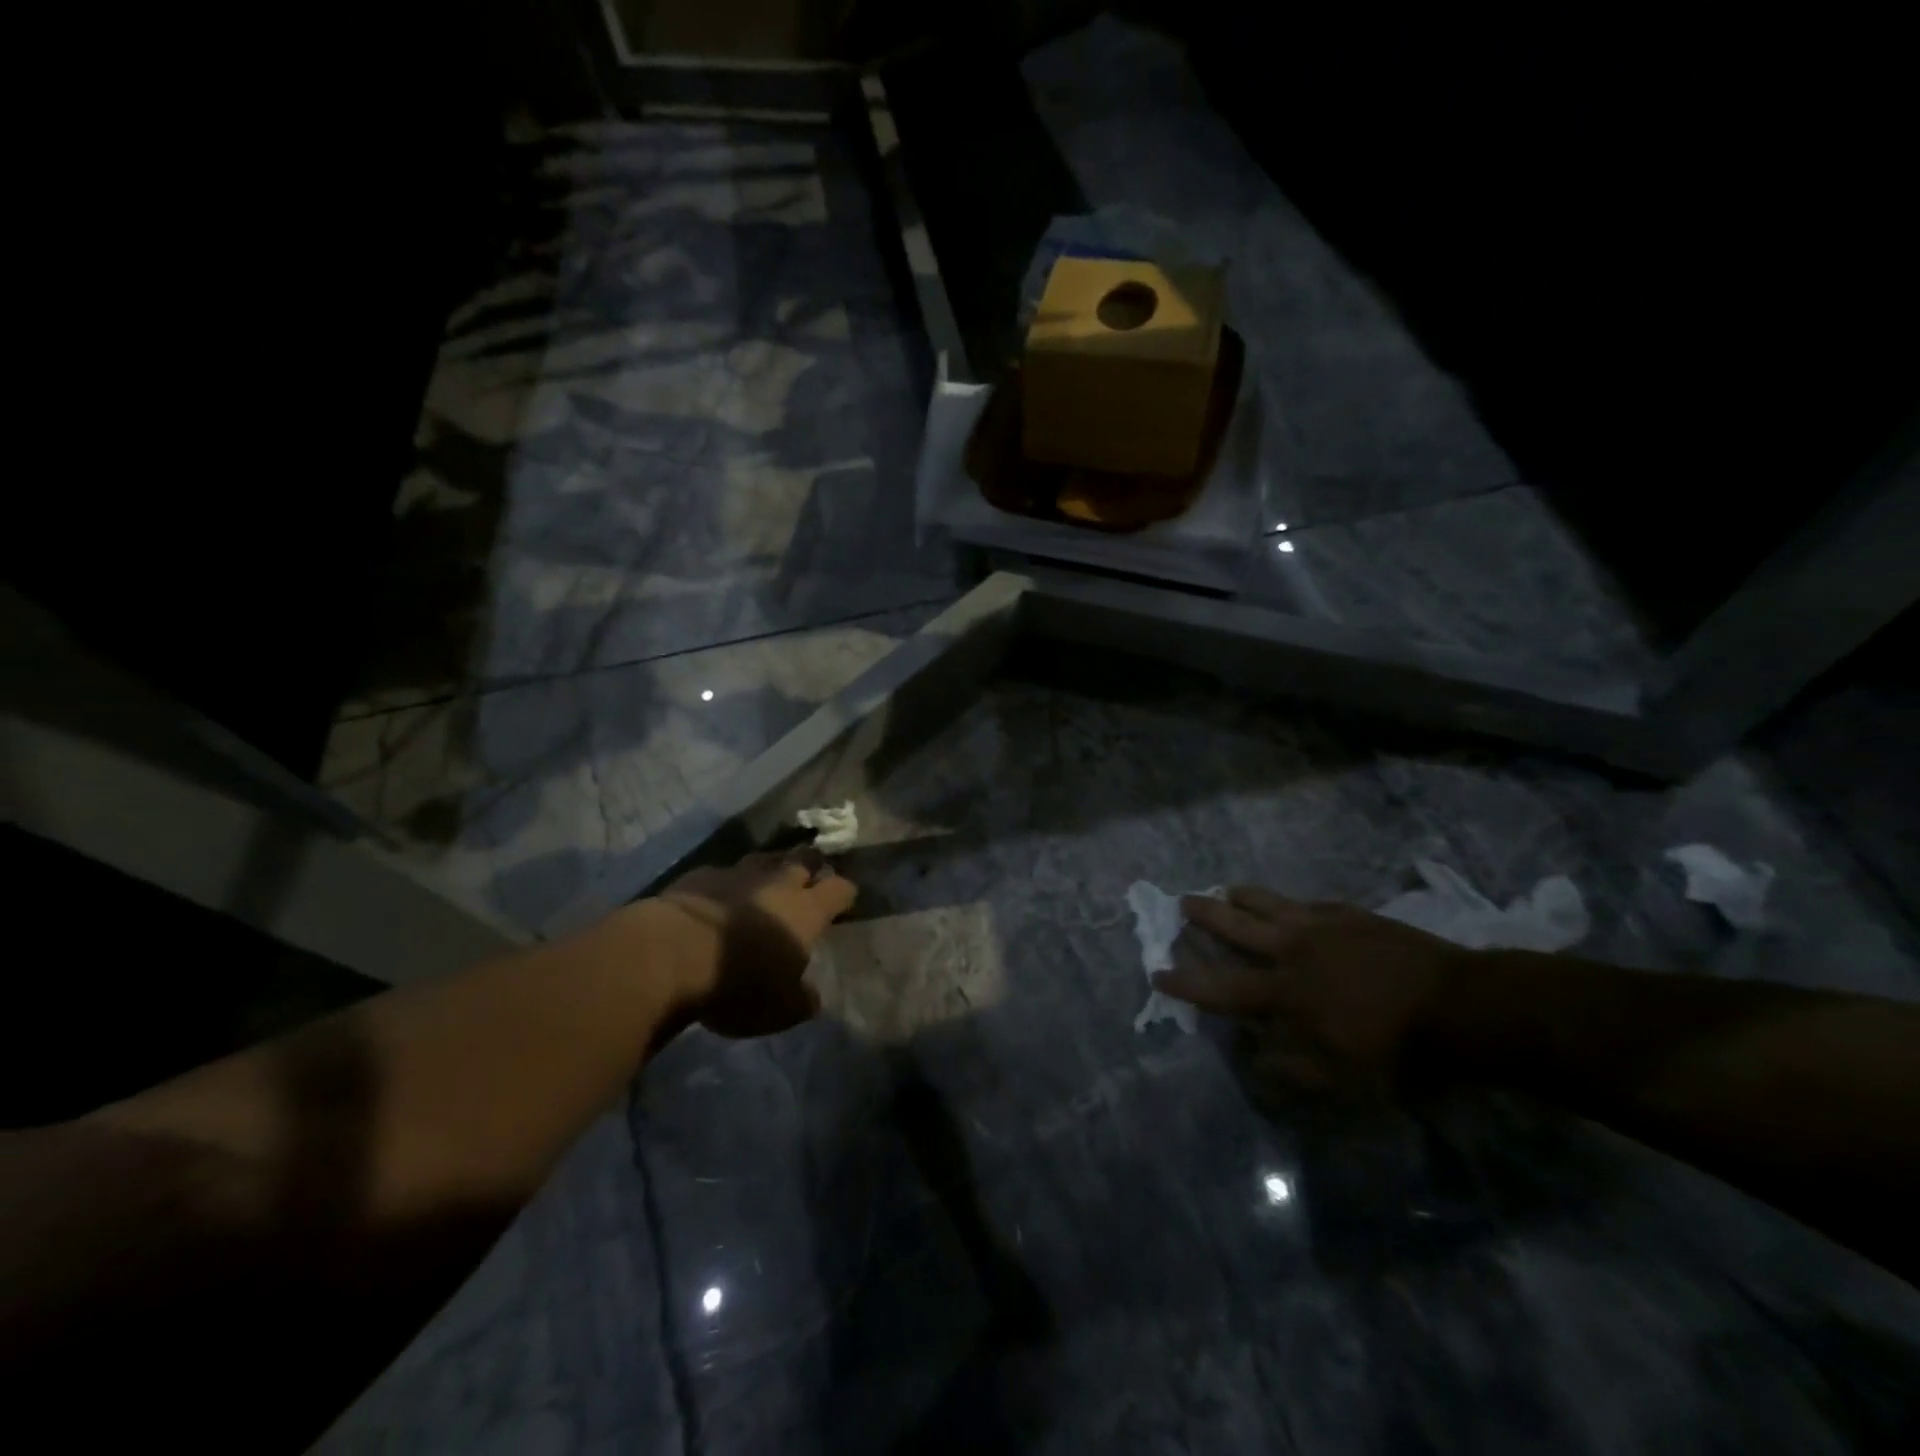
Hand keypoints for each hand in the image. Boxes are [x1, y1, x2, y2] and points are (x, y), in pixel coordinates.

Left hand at [650, 854, 857, 1036]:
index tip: (845, 901)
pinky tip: (718, 897)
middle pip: (804, 860)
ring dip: (770, 868)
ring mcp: (736, 874)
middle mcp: (777, 883)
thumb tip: (811, 995)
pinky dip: (726, 883)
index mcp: (806, 912)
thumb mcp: (780, 1010)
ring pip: (763, 859)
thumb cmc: (737, 984)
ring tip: (767, 881)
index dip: (845, 894)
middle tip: (810, 879)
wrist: (669, 955)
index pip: (839, 889)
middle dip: (811, 866)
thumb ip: (801, 999)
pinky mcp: (699, 876)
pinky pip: (722, 873)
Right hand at [1155, 887, 1470, 1092]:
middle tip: (1182, 902)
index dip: (1186, 982)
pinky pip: (1311, 903)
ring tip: (1227, 890)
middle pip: (1237, 927)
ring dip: (1244, 897)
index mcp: (1283, 993)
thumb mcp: (1340, 1079)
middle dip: (1205, 916)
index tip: (1157, 972)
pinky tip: (1293, 903)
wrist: (1459, 1006)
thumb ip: (1289, 1069)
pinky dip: (1292, 903)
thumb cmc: (1396, 1051)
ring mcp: (1323, 927)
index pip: (1221, 988)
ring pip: (1270, 904)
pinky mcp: (1353, 915)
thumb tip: (1251, 1058)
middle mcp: (1292, 951)